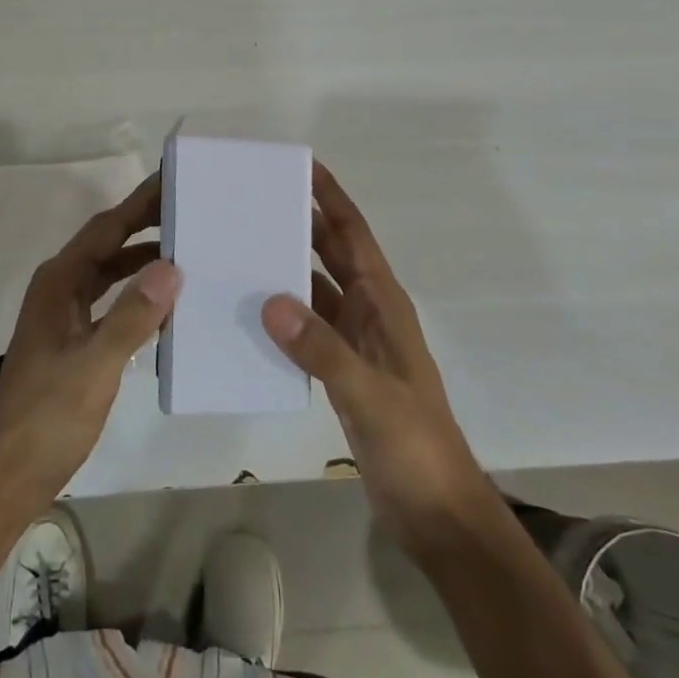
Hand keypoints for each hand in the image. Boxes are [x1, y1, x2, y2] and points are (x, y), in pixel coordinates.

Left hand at [0, 174, 181, 508]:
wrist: (11, 474)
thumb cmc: (49, 416)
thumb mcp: (95, 365)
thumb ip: (133, 316)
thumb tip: (171, 265)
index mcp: (59, 282)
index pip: (106, 229)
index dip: (138, 204)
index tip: (171, 179)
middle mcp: (60, 287)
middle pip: (107, 244)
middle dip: (144, 225)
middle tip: (188, 208)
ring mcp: (64, 314)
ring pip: (108, 272)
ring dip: (141, 259)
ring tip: (185, 247)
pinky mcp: (72, 338)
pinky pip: (109, 300)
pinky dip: (135, 293)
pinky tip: (164, 302)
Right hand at [262, 161, 490, 556]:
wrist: (437, 514)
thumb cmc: (415, 444)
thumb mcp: (370, 395)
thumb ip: (322, 349)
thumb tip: (270, 301)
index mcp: (383, 302)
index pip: (353, 233)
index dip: (330, 197)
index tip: (301, 164)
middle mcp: (369, 311)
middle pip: (332, 253)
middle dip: (301, 222)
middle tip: (254, 198)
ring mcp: (356, 341)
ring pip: (316, 289)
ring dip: (287, 268)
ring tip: (241, 247)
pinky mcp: (342, 370)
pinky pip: (307, 328)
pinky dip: (283, 315)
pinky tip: (250, 313)